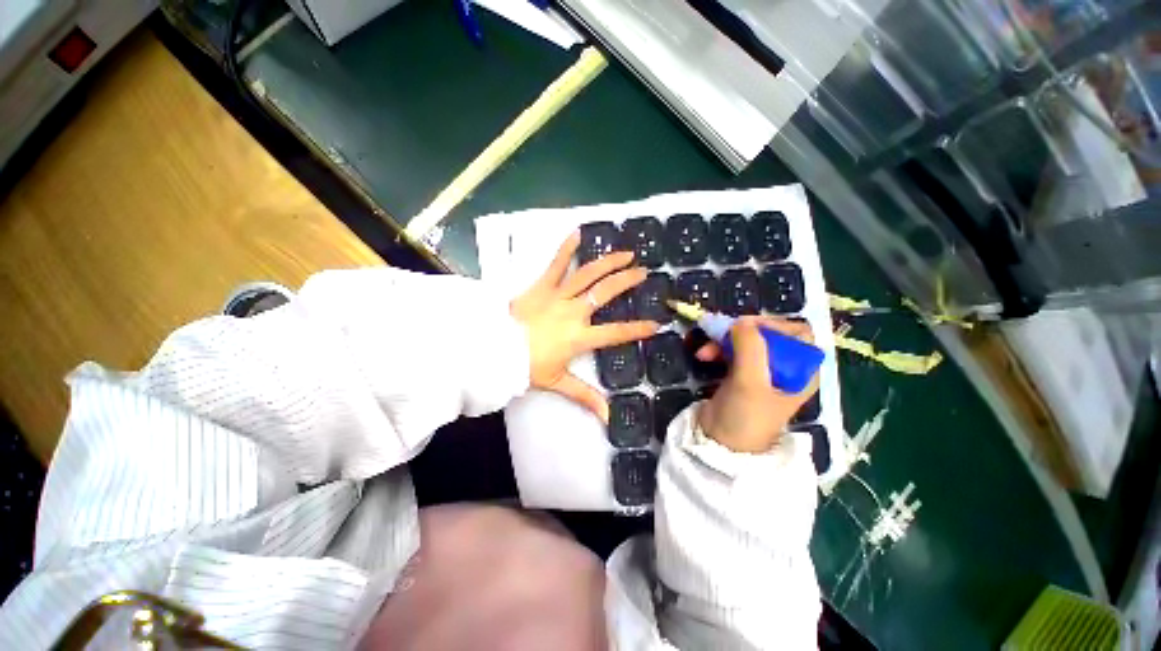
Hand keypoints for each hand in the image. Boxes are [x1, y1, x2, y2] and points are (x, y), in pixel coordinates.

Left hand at [510, 233, 658, 421]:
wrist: (494, 350)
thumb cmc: (527, 366)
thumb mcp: (557, 382)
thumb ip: (584, 396)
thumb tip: (607, 417)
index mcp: (579, 337)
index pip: (615, 333)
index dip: (637, 329)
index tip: (656, 324)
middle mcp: (573, 312)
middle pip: (605, 293)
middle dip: (627, 281)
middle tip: (643, 272)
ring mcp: (557, 296)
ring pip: (587, 275)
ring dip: (608, 262)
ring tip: (625, 253)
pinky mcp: (541, 286)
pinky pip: (555, 264)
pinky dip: (565, 249)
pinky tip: (577, 233)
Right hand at [695, 317, 819, 452]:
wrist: (721, 444)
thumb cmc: (745, 416)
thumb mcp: (751, 381)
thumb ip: (750, 347)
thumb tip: (740, 322)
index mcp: (802, 371)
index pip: (798, 333)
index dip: (774, 325)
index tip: (746, 327)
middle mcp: (785, 368)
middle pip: (768, 334)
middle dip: (741, 332)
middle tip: (720, 333)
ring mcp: (762, 371)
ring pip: (746, 341)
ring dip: (724, 341)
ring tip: (704, 350)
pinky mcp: (741, 374)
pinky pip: (732, 351)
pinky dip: (717, 349)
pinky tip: (703, 355)